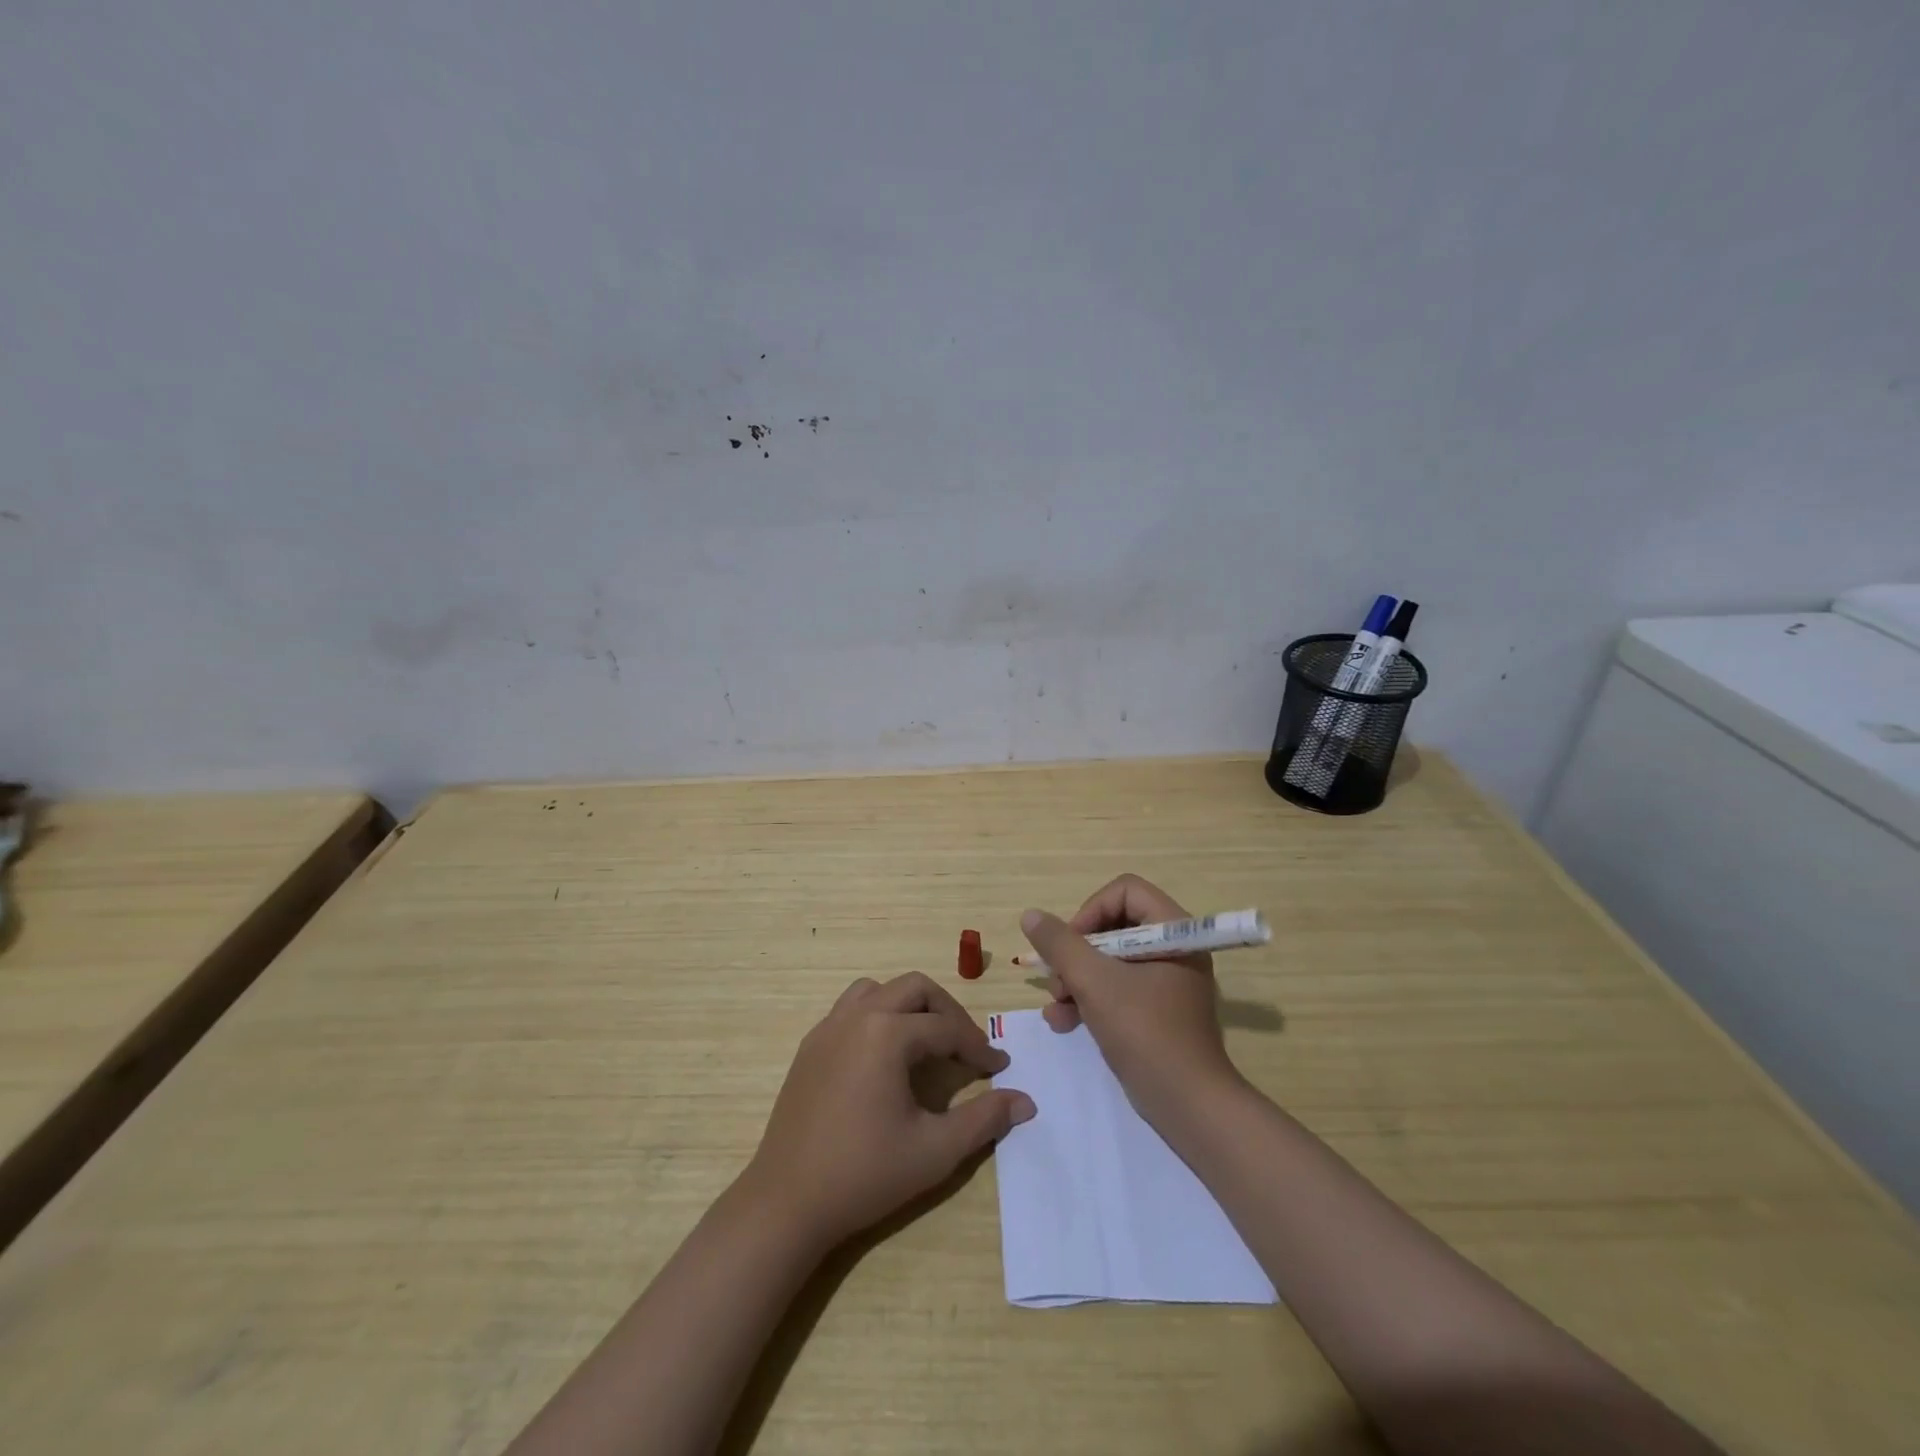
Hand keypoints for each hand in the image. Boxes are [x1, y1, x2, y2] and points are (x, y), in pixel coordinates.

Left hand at [741, 972, 1035, 1252]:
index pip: (946, 1028)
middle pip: (915, 988)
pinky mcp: (810, 1045)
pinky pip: (851, 1009)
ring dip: (909, 1005)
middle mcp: (857, 1016)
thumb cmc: (864, 1174)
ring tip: (926, 1041)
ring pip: (879, 990)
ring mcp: (828, 1027)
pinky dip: (878, 1016)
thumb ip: (985, 1119)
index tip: (1000, 1068)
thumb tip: (1026, 1101)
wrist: (787, 1202)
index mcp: (887, 1033)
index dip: (978, 1047)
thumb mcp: (935, 1150)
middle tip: (966, 1047)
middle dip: (947, 1012)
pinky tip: (885, 1057)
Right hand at [1021, 874, 1242, 1127]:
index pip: (1125, 891)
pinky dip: (1089, 1000)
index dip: (1091, 911)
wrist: (1188, 1106)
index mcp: (1174, 931)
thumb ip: (1060, 945)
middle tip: (1057, 980)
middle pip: (1112, 925)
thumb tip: (1031, 916)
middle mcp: (1173, 948)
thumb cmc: (1145, 1032)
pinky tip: (1063, 1022)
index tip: (1070, 944)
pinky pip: (1116, 988)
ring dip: (1075, 979)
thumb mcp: (1095, 983)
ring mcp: (1165, 981)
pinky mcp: (1155, 1010)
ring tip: (1056, 1005)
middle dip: (1077, 953)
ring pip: (1109, 960)